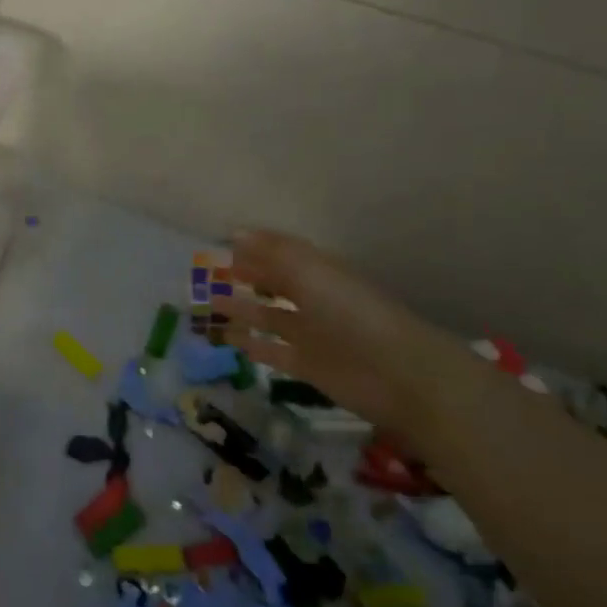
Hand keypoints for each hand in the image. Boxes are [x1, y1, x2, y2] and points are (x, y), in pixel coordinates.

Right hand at [212, 229, 479, 437]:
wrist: (397, 374)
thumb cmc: (352, 313)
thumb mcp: (311, 273)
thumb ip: (272, 253)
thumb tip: (235, 232)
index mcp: (319, 271)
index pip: (282, 252)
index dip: (256, 246)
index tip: (223, 241)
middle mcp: (315, 299)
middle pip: (276, 283)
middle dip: (248, 275)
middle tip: (211, 272)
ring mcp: (311, 334)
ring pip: (270, 316)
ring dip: (242, 308)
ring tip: (210, 302)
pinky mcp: (308, 366)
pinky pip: (273, 351)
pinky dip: (252, 345)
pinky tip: (228, 339)